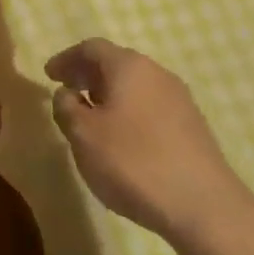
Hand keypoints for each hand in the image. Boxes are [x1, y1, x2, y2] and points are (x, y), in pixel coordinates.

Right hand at [46, 38, 242, 238]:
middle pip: (116, 63)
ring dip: (109, 96)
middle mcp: (157, 73)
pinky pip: (151, 107)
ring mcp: (180, 100)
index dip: (66, 59)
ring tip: (92, 120)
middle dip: (88, 75)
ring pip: (135, 86)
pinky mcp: (193, 127)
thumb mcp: (83, 135)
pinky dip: (129, 113)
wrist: (205, 207)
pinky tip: (123, 141)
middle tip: (67, 93)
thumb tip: (67, 94)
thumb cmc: (134, 162)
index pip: (91, 48)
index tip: (49, 76)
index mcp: (129, 66)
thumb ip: (66, 108)